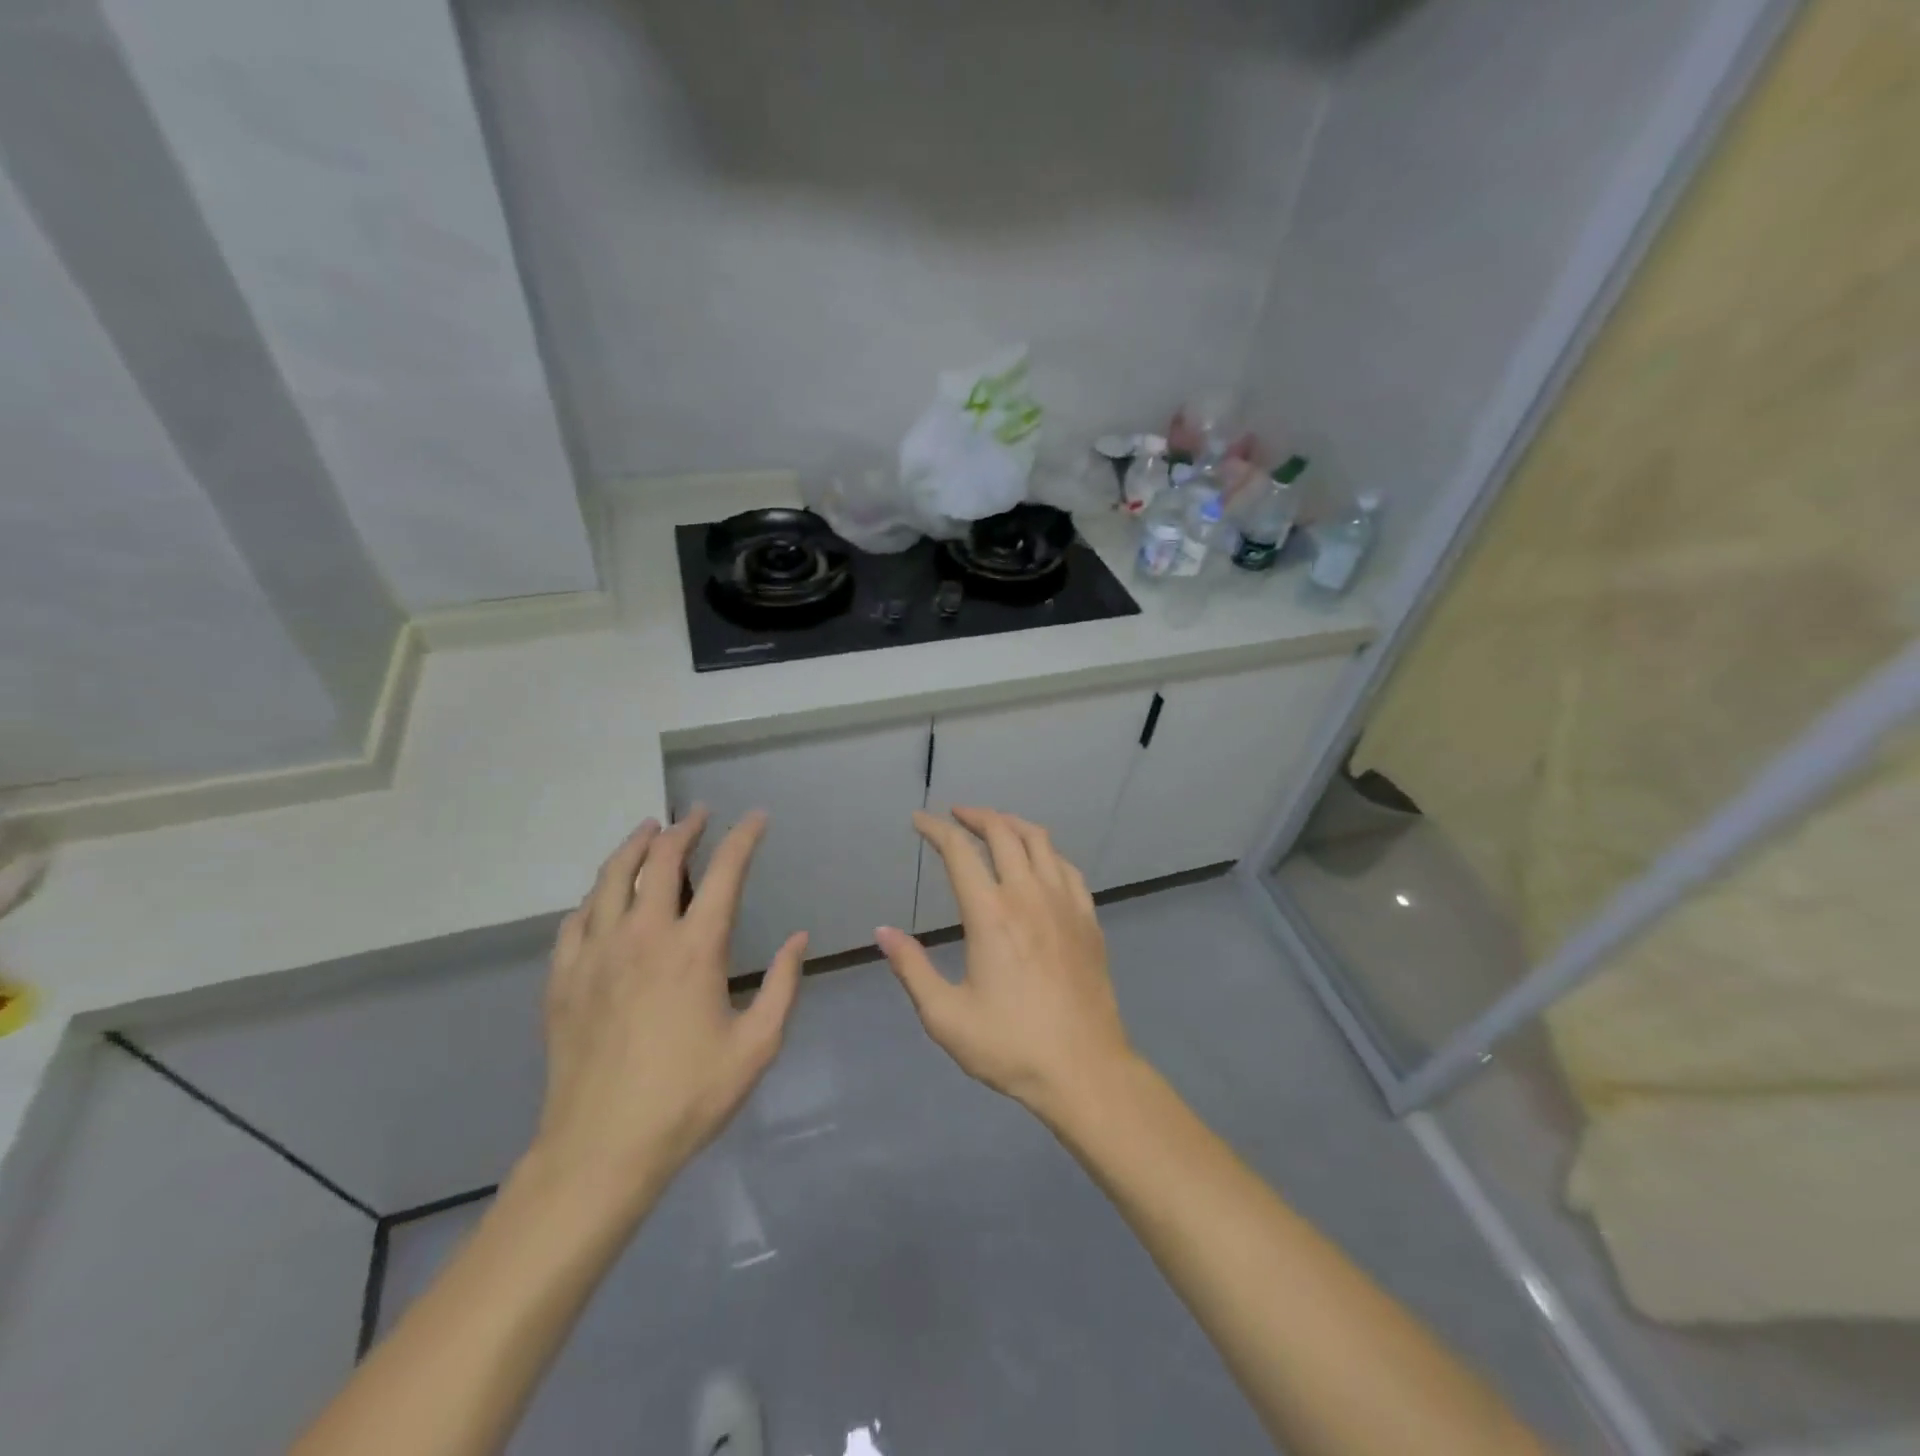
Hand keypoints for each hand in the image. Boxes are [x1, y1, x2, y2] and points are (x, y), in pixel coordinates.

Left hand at [527, 808, 805, 1215]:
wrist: (601, 1149)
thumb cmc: (688, 1098)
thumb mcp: (756, 1046)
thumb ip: (783, 986)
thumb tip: (798, 940)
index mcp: (695, 949)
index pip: (724, 872)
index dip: (743, 837)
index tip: (756, 817)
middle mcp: (643, 936)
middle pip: (660, 860)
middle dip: (684, 828)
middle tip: (699, 813)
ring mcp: (596, 954)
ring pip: (611, 878)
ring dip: (634, 846)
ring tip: (648, 829)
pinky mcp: (563, 978)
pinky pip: (576, 919)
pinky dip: (596, 895)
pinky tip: (603, 895)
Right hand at [877, 807, 1134, 1118]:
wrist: (1084, 1070)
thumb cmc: (1010, 1045)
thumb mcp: (946, 1016)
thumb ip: (912, 969)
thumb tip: (882, 932)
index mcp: (990, 914)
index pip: (959, 852)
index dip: (936, 829)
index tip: (919, 820)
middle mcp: (1028, 895)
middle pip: (1003, 833)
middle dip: (976, 816)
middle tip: (956, 815)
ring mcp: (1064, 903)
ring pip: (1040, 841)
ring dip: (1013, 824)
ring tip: (995, 826)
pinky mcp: (1088, 919)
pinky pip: (1067, 867)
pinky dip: (1046, 851)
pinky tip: (1039, 861)